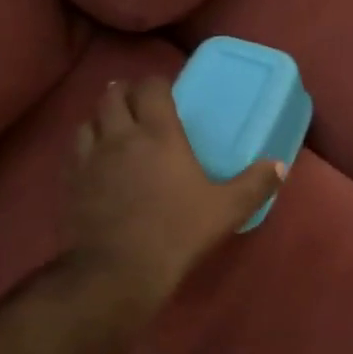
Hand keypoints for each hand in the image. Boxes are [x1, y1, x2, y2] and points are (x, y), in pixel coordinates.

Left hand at [68, 77, 284, 306]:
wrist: (119, 270)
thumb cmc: (178, 232)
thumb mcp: (227, 209)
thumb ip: (255, 184)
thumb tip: (280, 166)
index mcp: (159, 134)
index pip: (151, 88)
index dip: (158, 84)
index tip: (167, 92)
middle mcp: (121, 135)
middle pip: (113, 95)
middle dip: (126, 92)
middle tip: (140, 104)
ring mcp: (91, 157)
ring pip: (89, 119)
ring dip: (102, 117)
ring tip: (115, 128)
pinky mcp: (72, 181)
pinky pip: (76, 149)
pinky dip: (86, 145)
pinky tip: (96, 161)